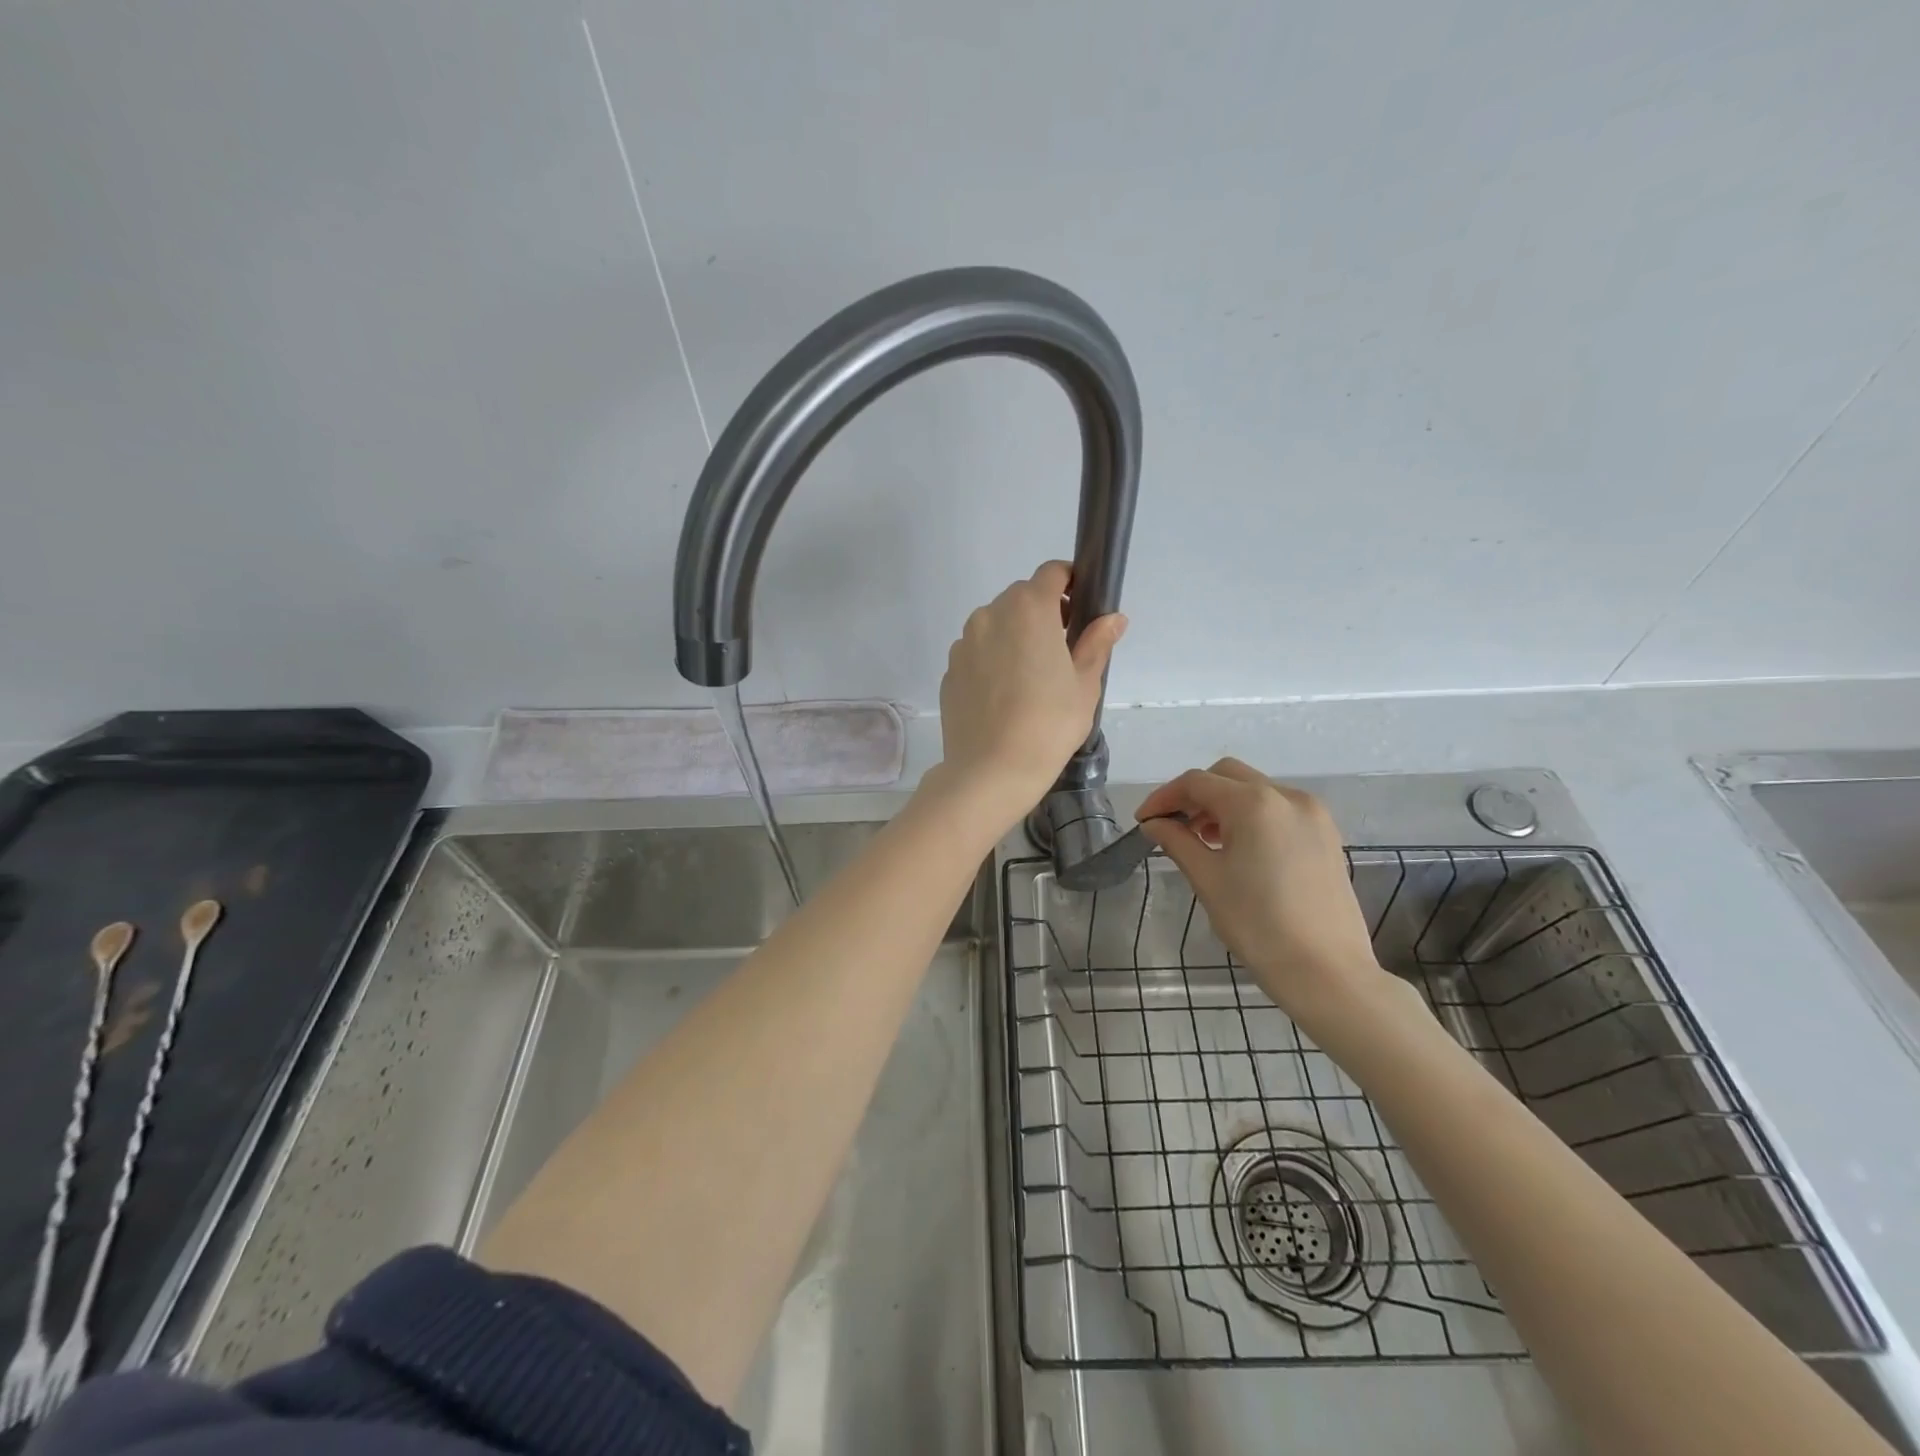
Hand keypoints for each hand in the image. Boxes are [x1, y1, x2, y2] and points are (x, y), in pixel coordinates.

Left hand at [937, 561, 1125, 819]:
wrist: (990, 771)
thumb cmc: (1049, 724)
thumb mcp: (1085, 684)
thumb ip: (1096, 643)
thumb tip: (1113, 618)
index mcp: (1028, 609)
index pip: (1051, 573)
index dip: (1070, 582)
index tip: (1081, 609)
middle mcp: (990, 615)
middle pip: (1021, 597)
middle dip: (1044, 612)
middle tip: (1062, 650)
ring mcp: (964, 643)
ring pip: (995, 624)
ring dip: (1015, 636)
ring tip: (1031, 678)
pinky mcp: (950, 670)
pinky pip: (977, 652)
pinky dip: (992, 660)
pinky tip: (1004, 697)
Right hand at [1137, 760, 1394, 1023]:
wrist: (1327, 972)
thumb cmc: (1258, 926)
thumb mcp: (1207, 880)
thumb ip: (1177, 841)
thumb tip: (1154, 824)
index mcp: (1254, 804)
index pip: (1196, 782)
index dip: (1164, 797)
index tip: (1144, 821)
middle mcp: (1287, 796)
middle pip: (1227, 776)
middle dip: (1194, 795)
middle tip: (1172, 826)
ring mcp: (1313, 814)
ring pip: (1255, 790)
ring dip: (1222, 804)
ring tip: (1202, 840)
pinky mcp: (1326, 835)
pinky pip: (1278, 809)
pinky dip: (1251, 816)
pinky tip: (1238, 848)